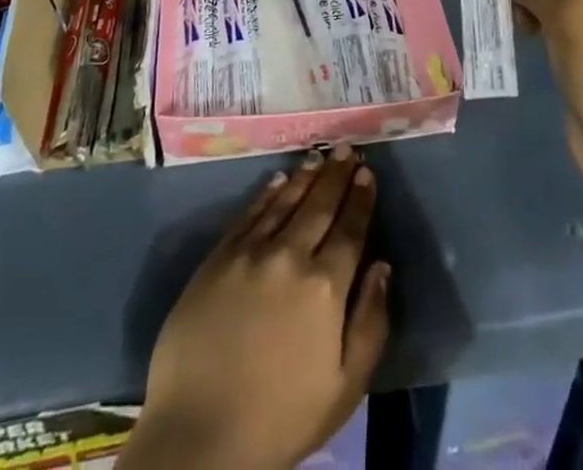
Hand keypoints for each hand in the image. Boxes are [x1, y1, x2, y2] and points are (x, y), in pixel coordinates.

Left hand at [123, 146, 388, 469]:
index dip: (360, 198)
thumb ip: (370, 323)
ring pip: (285, 201)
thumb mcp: (344, 388)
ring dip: (305, 176)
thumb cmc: (281, 418)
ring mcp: (250, 252)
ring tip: (318, 156)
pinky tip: (278, 179)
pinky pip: (249, 213)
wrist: (200, 434)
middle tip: (345, 148)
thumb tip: (381, 267)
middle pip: (319, 205)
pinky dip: (267, 192)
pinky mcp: (218, 257)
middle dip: (336, 175)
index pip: (350, 229)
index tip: (367, 172)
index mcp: (325, 287)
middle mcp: (290, 256)